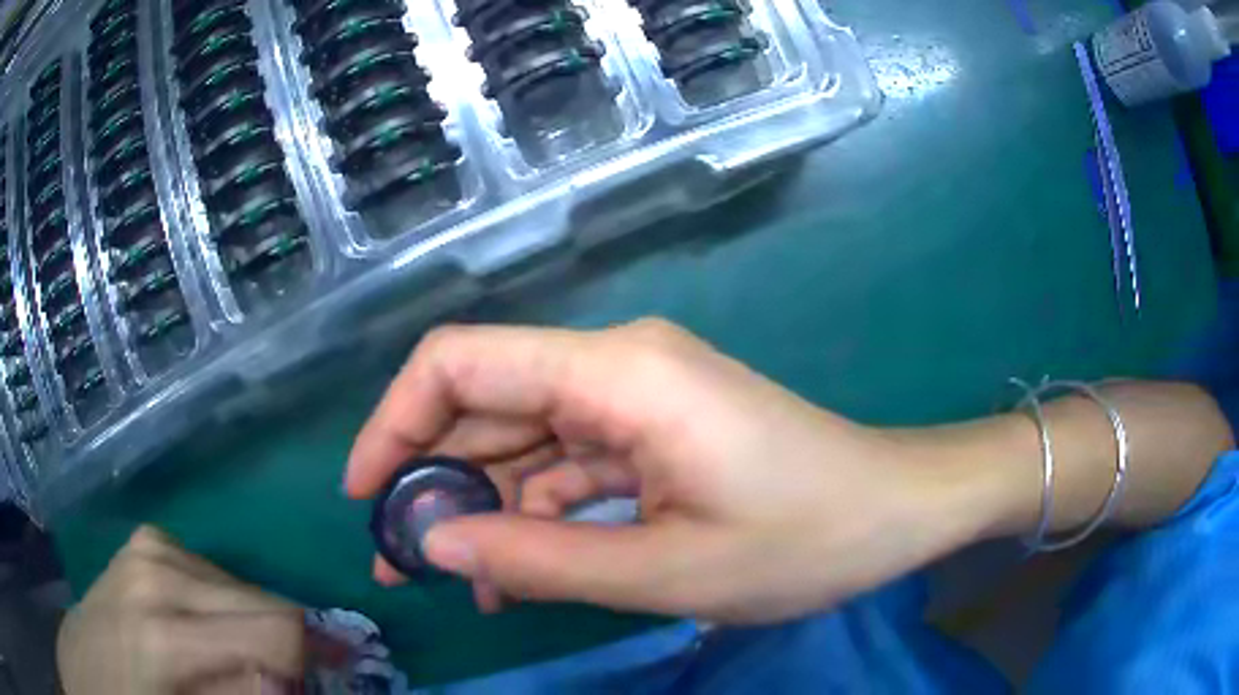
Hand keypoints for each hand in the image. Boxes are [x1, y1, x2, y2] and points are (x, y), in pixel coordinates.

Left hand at [57, 526, 304, 693]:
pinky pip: (213, 572)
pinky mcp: (147, 540)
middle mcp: (160, 570)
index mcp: (167, 632)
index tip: (326, 683)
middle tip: (282, 682)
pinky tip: (205, 629)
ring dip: (255, 629)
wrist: (85, 665)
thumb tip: (290, 681)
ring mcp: (151, 547)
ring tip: (237, 661)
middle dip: (287, 649)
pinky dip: (226, 607)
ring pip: (243, 586)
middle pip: (265, 603)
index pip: (276, 631)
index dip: (313, 662)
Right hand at [346, 319, 1013, 622]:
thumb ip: (539, 559)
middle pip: (484, 402)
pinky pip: (568, 466)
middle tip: (400, 560)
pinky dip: (534, 515)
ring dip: (481, 506)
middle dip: (431, 478)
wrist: (898, 509)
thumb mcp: (668, 569)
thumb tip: (430, 544)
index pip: (461, 363)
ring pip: (522, 440)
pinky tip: (515, 571)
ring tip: (450, 580)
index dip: (395, 422)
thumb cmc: (807, 538)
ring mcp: (635, 399)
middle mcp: (616, 366)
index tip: (368, 496)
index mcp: (617, 373)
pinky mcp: (654, 432)